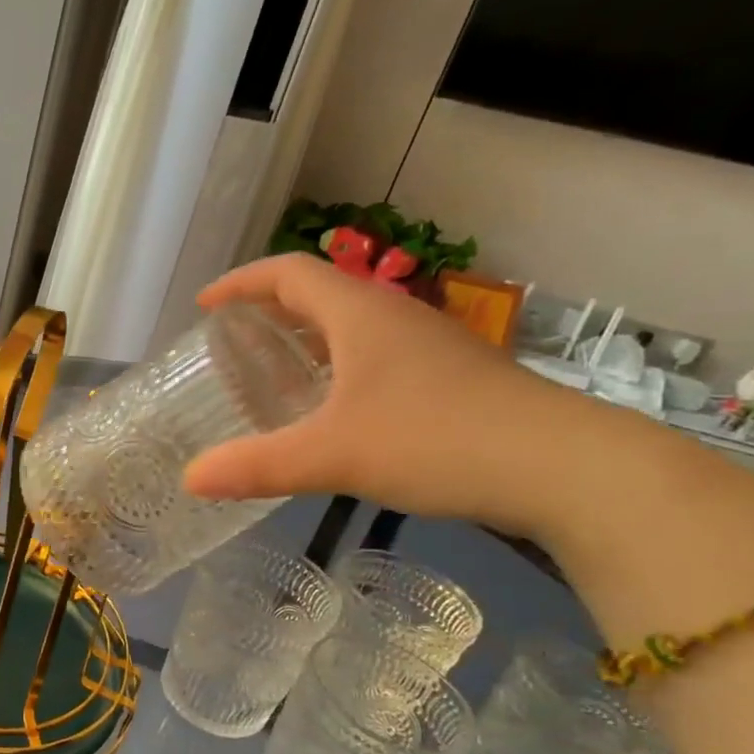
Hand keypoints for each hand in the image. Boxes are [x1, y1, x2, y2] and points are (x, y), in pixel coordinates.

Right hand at [183, 253, 619, 537]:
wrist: (563, 467)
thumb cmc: (437, 440)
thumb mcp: (333, 455)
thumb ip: (257, 466)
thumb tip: (189, 480)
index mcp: (359, 314)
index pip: (287, 273)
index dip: (240, 283)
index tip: (205, 307)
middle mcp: (392, 317)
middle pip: (318, 293)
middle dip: (267, 311)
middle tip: (230, 346)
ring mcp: (426, 346)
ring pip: (349, 326)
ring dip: (303, 340)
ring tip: (269, 375)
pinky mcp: (447, 377)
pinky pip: (373, 356)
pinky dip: (335, 368)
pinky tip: (330, 410)